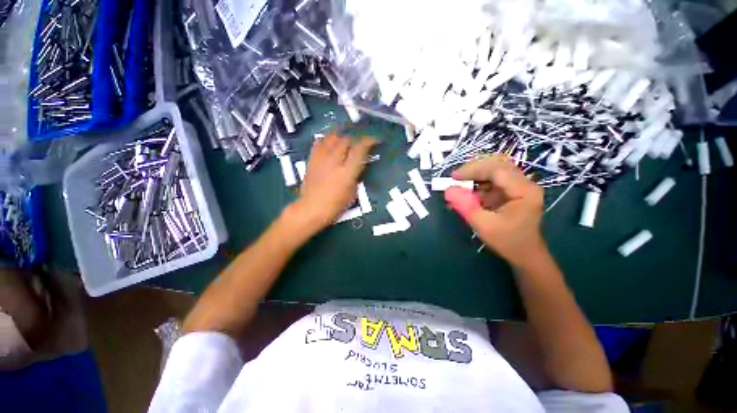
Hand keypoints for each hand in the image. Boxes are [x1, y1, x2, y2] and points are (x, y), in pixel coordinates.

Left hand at [292, 134, 375, 231]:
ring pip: (331, 138)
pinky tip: (327, 142)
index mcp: (347, 172)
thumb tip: (357, 167)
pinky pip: (318, 144)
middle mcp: (334, 162)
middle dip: (355, 139)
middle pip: (345, 140)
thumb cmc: (335, 206)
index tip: (374, 140)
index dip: (368, 141)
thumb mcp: (352, 194)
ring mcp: (321, 160)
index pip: (360, 149)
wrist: (311, 209)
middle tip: (358, 142)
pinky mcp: (311, 161)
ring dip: (340, 136)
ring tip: (345, 136)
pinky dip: (325, 140)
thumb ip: (356, 177)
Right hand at [444, 155, 545, 266]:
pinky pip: (492, 181)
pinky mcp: (511, 191)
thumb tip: (448, 190)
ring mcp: (518, 187)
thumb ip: (465, 206)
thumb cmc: (507, 242)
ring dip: (475, 175)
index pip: (497, 169)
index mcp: (524, 190)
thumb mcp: (483, 225)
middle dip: (474, 169)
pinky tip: (466, 193)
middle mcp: (524, 184)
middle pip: (497, 164)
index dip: (473, 170)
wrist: (525, 255)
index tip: (453, 177)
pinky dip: (477, 184)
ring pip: (494, 171)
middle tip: (455, 177)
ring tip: (459, 184)